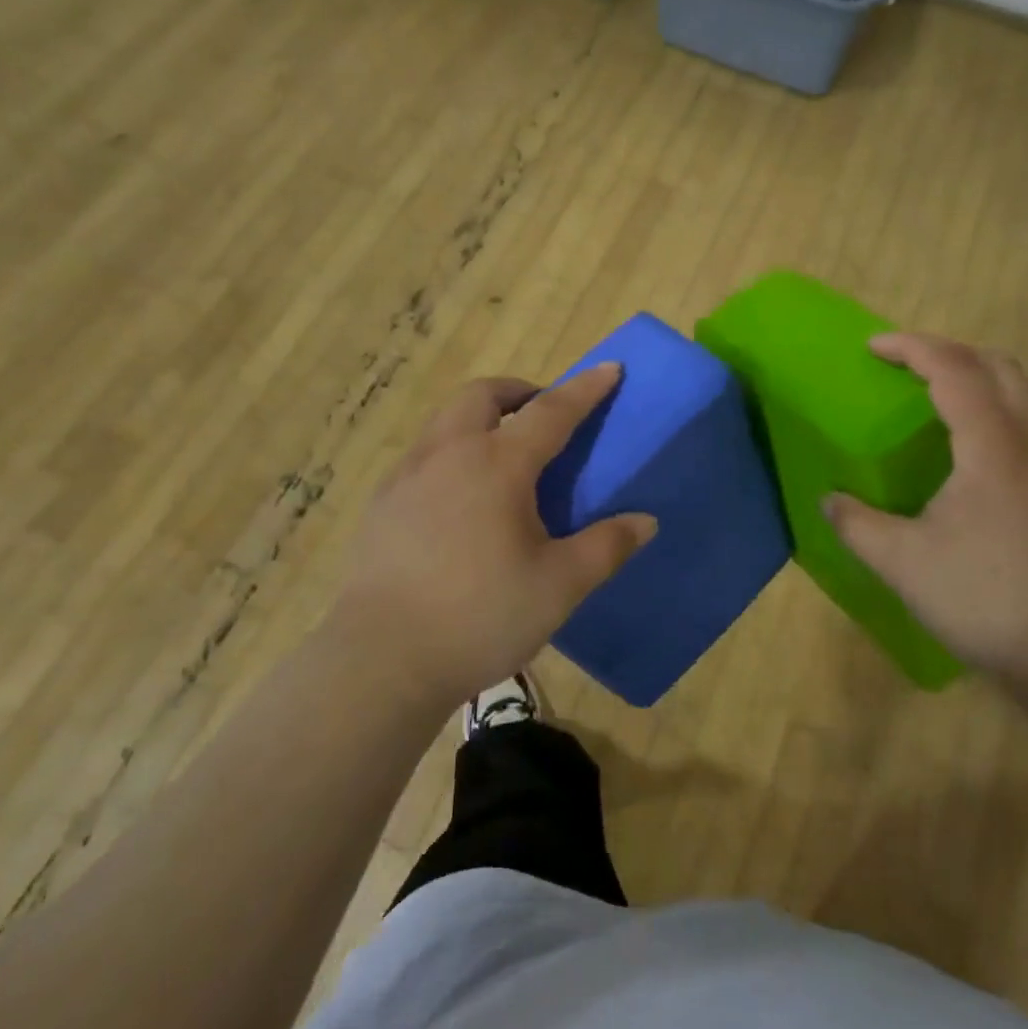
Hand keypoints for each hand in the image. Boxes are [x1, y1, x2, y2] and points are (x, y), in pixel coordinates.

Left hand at [327, 364, 657, 710]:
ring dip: (480, 417)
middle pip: (482, 395)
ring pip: (446, 420)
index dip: (585, 389)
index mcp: (498, 465)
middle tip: (542, 411)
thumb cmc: (480, 616)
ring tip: (503, 453)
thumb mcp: (559, 586)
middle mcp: (449, 454)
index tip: (610, 368)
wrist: (382, 660)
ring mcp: (407, 477)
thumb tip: (645, 521)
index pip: (551, 412)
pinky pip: (423, 455)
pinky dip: (452, 451)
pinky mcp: (382, 505)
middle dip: (519, 391)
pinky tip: (460, 498)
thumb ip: (606, 547)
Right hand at [823, 334, 1027, 686]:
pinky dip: (994, 408)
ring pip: (1022, 393)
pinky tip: (968, 452)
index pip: (954, 370)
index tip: (873, 348)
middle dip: (948, 352)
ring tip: (932, 400)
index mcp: (993, 448)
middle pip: (999, 366)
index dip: (912, 348)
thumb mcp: (903, 564)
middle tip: (904, 367)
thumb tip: (830, 501)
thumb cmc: (988, 601)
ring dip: (976, 378)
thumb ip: (857, 524)